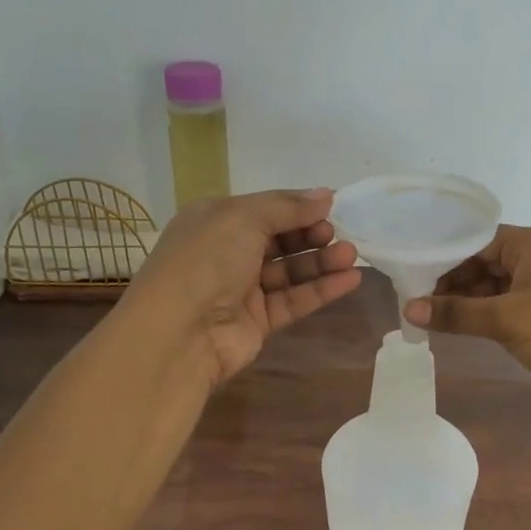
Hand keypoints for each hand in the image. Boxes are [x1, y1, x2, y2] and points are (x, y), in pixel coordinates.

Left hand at [125, 189, 361, 385]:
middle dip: (310, 234)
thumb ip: (287, 207)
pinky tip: (350, 279)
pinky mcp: (258, 321)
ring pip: (289, 271)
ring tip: (351, 256)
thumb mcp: (243, 218)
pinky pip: (294, 300)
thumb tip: (326, 196)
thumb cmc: (206, 261)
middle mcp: (227, 253)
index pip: (264, 208)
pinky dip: (321, 289)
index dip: (297, 207)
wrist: (179, 333)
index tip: (332, 207)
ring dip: (321, 261)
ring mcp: (242, 289)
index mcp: (214, 220)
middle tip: (337, 234)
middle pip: (279, 239)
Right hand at [402, 225, 530, 418]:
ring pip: (497, 286)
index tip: (411, 278)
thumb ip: (456, 313)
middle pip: (486, 262)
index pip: (477, 240)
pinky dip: (487, 315)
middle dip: (452, 282)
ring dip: (468, 302)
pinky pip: (511, 306)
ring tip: (432, 319)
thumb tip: (408, 309)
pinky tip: (463, 328)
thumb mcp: (505, 320)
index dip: (443, 258)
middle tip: (416, 303)